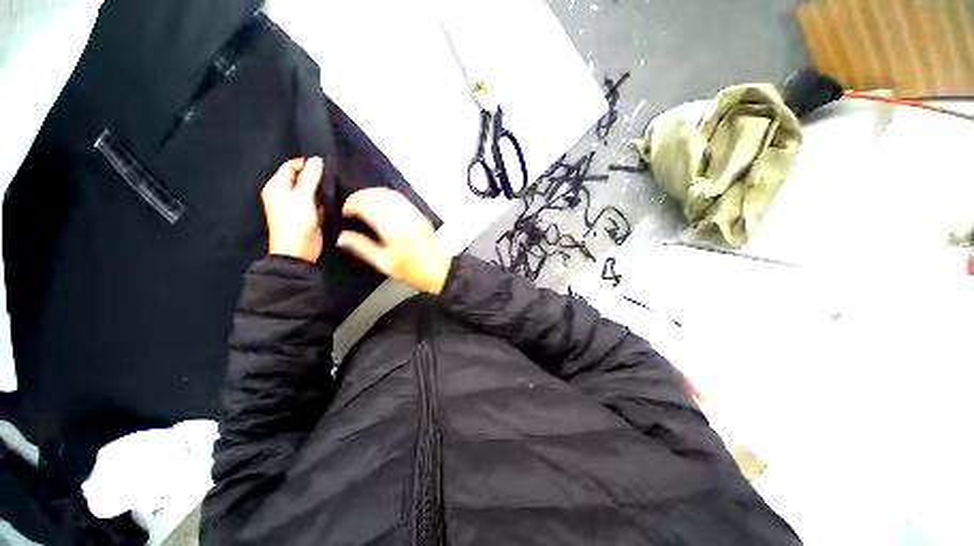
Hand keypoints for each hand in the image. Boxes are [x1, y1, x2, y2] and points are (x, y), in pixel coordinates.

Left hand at [261, 157, 324, 262]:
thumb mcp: (303, 198)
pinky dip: (322, 202)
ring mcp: (295, 205)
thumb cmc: (295, 223)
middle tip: (330, 178)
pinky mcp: (306, 215)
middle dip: (315, 177)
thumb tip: (317, 160)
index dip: (306, 164)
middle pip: (301, 177)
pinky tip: (331, 203)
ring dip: (320, 190)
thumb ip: (310, 178)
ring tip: (332, 190)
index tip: (324, 167)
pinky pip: (315, 203)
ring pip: (309, 190)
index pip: (291, 166)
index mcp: (276, 186)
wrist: (298, 251)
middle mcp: (284, 194)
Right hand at [337, 188, 450, 294]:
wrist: (440, 270)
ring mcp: (413, 213)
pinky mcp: (420, 214)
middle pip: (377, 196)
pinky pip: (401, 198)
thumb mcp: (384, 263)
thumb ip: (362, 247)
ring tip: (362, 202)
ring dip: (373, 193)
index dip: (352, 205)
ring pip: (390, 194)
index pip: (367, 207)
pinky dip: (387, 195)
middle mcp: (403, 216)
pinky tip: (381, 203)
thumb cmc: (411, 271)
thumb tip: (341, 237)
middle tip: (349, 205)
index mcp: (392, 229)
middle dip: (360, 196)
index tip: (344, 212)